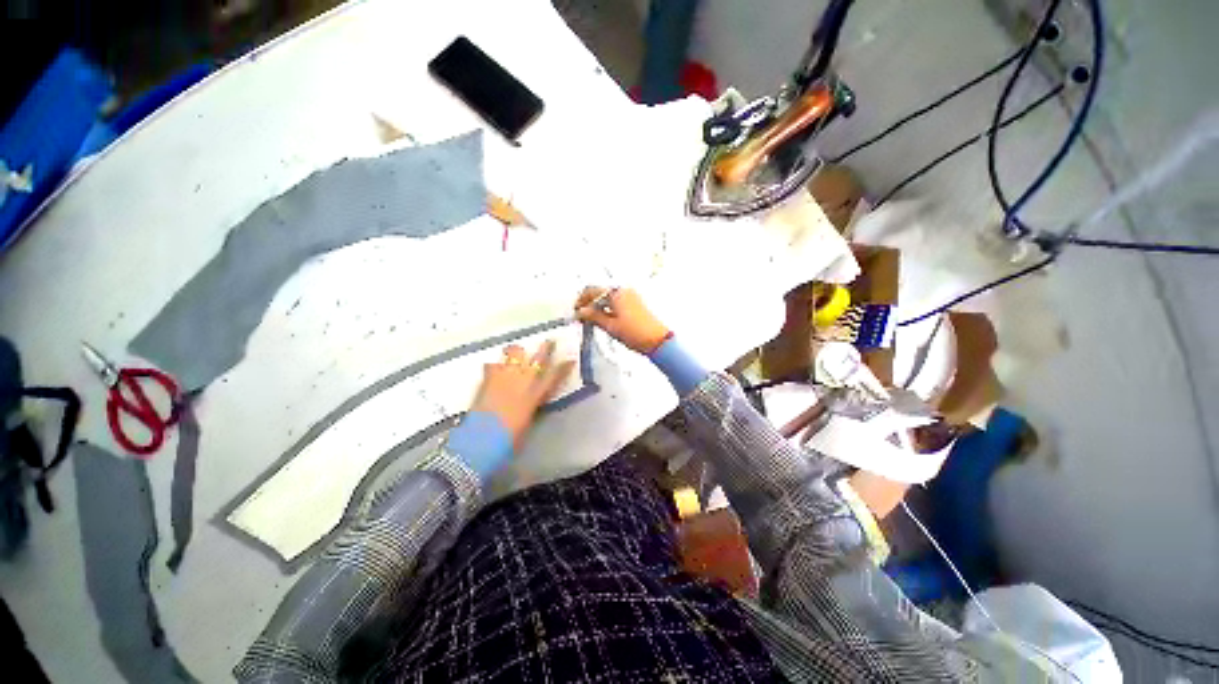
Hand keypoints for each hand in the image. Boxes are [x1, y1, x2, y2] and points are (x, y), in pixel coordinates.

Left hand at [470, 340, 574, 447]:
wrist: (482, 438)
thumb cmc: (509, 438)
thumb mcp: (528, 422)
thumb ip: (532, 407)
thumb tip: (535, 400)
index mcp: (535, 395)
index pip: (554, 376)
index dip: (564, 367)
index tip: (571, 359)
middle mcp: (523, 381)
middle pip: (537, 359)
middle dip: (545, 348)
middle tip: (549, 341)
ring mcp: (504, 377)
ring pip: (514, 354)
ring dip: (518, 352)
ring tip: (517, 351)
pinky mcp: (487, 379)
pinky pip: (493, 365)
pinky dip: (495, 365)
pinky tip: (494, 368)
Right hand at [574, 287, 670, 354]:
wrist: (657, 340)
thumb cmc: (634, 333)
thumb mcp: (610, 326)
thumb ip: (593, 316)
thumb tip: (580, 312)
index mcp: (616, 293)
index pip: (592, 290)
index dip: (581, 301)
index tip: (576, 312)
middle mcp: (624, 291)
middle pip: (600, 292)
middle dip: (589, 304)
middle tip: (582, 318)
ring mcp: (630, 297)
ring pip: (608, 298)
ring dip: (598, 307)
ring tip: (592, 321)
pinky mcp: (635, 304)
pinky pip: (616, 302)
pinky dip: (607, 308)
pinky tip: (604, 320)